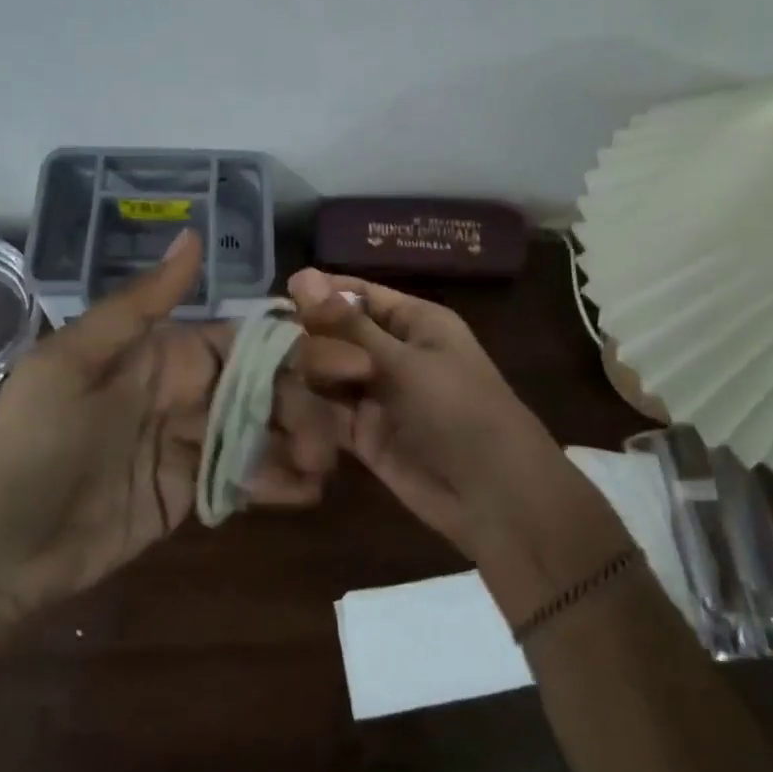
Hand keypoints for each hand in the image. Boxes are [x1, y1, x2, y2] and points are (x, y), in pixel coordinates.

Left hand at [0, 232, 344, 638]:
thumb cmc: (34, 442)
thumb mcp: (76, 360)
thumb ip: (142, 302)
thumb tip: (193, 232)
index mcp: (164, 353)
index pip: (244, 340)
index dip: (294, 346)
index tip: (343, 357)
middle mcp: (186, 392)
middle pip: (265, 388)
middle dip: (306, 401)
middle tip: (339, 428)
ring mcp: (192, 444)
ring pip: (263, 432)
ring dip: (300, 443)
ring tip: (324, 465)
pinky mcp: (193, 492)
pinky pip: (245, 478)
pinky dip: (277, 482)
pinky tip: (305, 492)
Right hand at [288, 269, 627, 623]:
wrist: (492, 495)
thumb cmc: (459, 410)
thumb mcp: (405, 362)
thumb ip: (348, 326)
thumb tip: (300, 275)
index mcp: (414, 322)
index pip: (358, 295)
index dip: (321, 294)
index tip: (279, 298)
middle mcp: (392, 352)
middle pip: (336, 334)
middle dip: (315, 344)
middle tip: (303, 362)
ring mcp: (376, 394)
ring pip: (326, 374)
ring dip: (308, 379)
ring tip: (295, 391)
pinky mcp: (362, 434)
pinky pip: (326, 413)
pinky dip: (309, 414)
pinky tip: (287, 414)